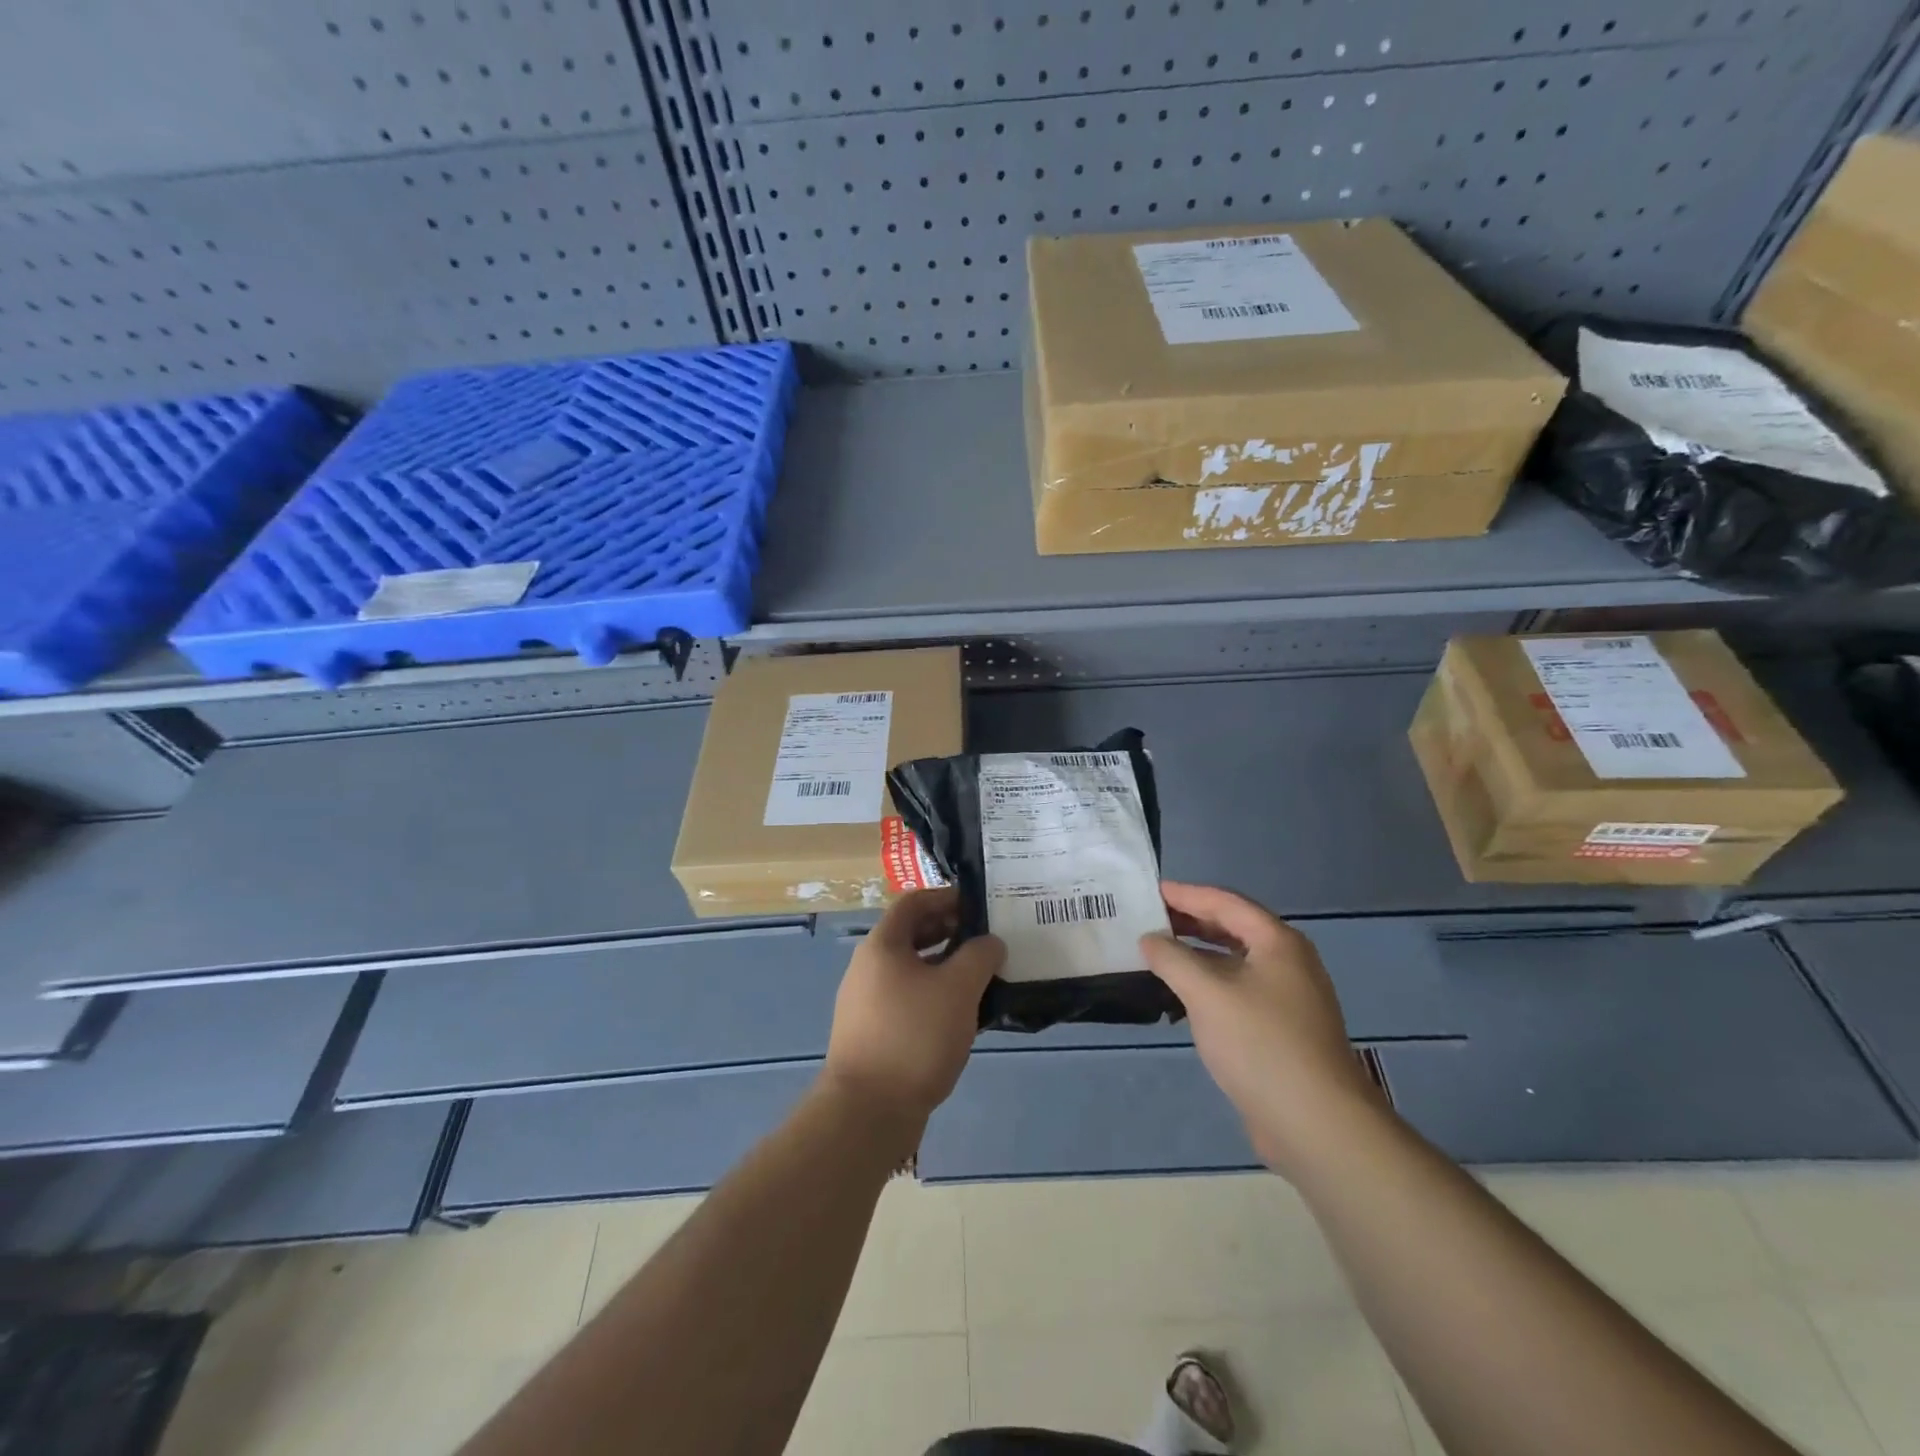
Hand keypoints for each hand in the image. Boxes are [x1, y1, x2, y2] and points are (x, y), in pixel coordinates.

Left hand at [823, 889, 1004, 1123]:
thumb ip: (979, 956)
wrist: (868, 1111)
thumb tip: (990, 943)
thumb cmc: (914, 1035)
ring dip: (946, 968)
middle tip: (987, 941)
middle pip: (912, 935)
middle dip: (950, 933)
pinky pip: (908, 1000)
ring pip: (912, 970)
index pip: (914, 902)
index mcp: (882, 945)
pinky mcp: (873, 1034)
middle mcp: (868, 967)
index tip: (980, 906)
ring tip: (982, 979)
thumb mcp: (958, 988)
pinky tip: (963, 1017)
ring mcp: (867, 1003)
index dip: (946, 897)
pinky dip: (935, 997)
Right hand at [1140, 882, 1380, 1173]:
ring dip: (1197, 954)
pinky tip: (1182, 996)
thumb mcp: (1206, 993)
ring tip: (1158, 953)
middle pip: (1233, 928)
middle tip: (1149, 918)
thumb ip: (1172, 958)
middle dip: (1190, 922)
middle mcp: (1288, 962)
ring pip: (1235, 962)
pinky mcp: (1282, 1030)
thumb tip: (1150, 939)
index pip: (1225, 902)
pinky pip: (1239, 990)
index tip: (1150, 890)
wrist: (1316, 1123)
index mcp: (1278, 942)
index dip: (1186, 894)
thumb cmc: (1260, 1044)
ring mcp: (1288, 998)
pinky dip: (1209, 983)